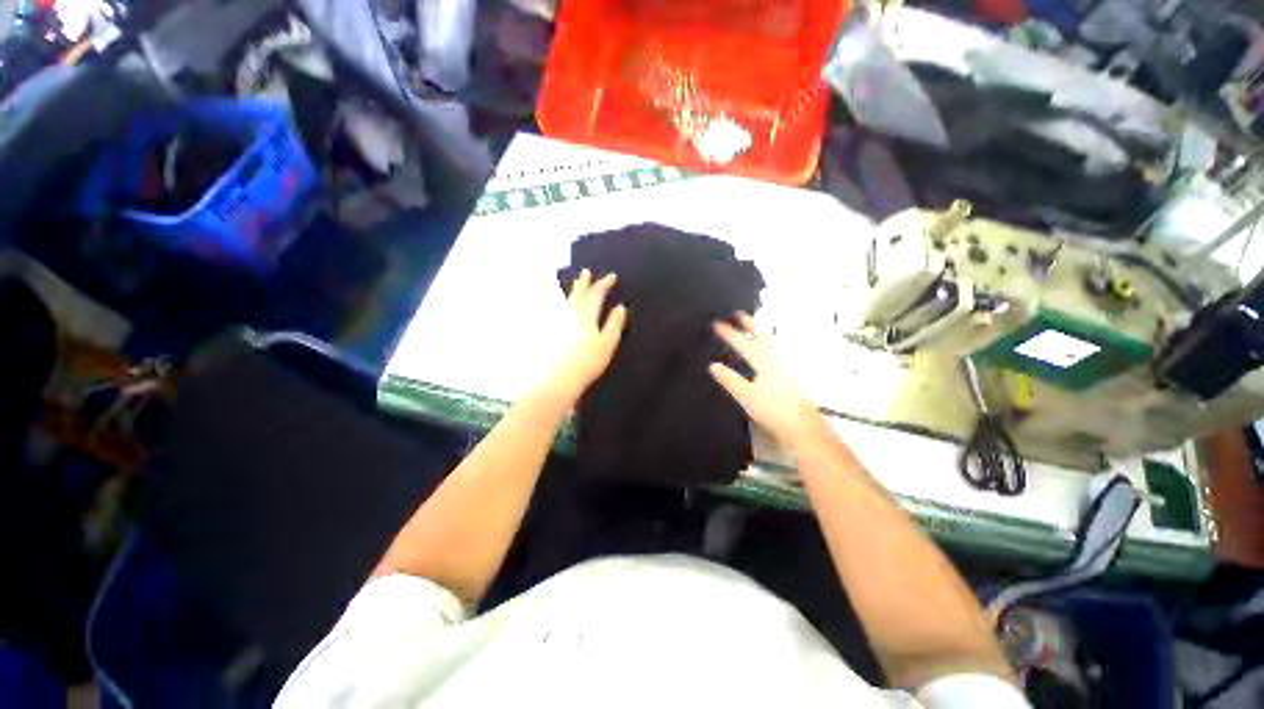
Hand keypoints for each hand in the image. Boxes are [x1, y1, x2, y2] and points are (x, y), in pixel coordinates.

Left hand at [543, 269, 627, 400]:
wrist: (557, 378)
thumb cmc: (587, 362)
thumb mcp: (607, 343)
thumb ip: (614, 324)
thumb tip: (620, 307)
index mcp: (586, 314)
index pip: (596, 294)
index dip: (604, 284)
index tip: (612, 276)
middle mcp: (570, 313)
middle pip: (578, 293)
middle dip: (584, 282)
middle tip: (586, 272)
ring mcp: (557, 322)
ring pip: (566, 301)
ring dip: (572, 291)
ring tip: (575, 287)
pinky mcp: (549, 332)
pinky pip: (558, 311)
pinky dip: (563, 305)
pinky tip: (562, 309)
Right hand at [710, 313, 821, 447]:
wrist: (804, 428)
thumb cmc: (774, 412)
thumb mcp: (746, 396)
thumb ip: (730, 380)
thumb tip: (714, 366)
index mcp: (764, 363)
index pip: (743, 344)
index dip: (729, 333)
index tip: (718, 324)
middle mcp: (778, 360)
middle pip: (762, 337)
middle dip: (749, 324)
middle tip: (739, 314)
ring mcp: (788, 366)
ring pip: (773, 343)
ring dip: (762, 332)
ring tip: (754, 327)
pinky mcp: (794, 374)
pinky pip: (780, 352)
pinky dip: (771, 345)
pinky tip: (771, 351)